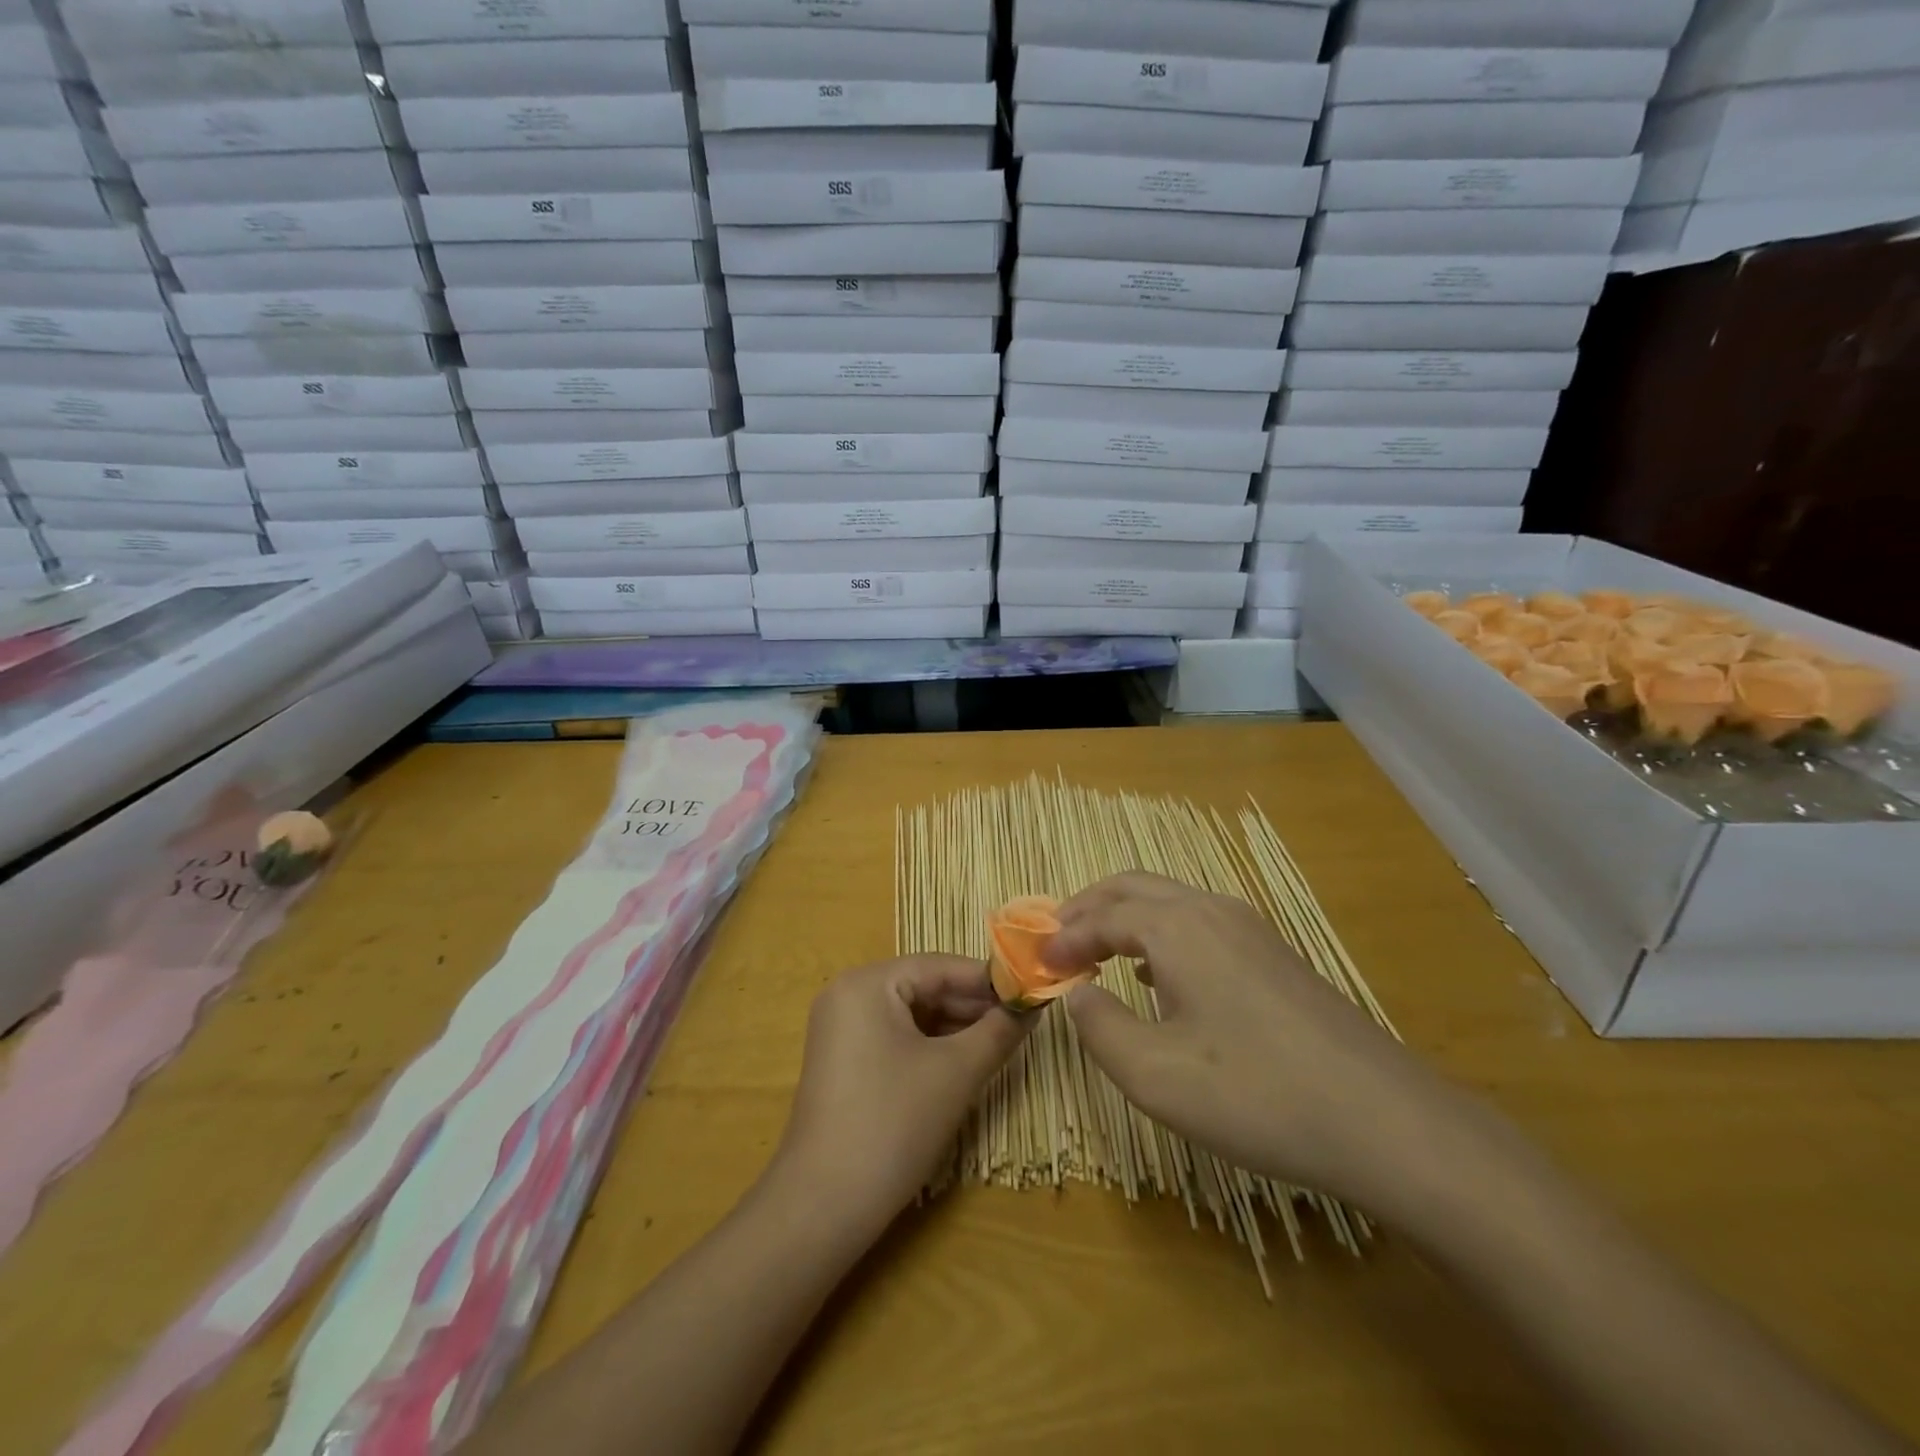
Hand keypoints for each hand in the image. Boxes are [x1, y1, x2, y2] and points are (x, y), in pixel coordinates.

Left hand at [772, 954, 1028, 1230]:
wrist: (823, 1206)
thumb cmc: (893, 1124)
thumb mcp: (956, 1073)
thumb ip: (999, 1031)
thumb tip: (1033, 1003)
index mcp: (868, 983)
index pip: (940, 966)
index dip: (989, 980)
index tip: (1031, 992)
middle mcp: (849, 994)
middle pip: (925, 987)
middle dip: (974, 1006)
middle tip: (1022, 1022)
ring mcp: (842, 1029)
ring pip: (913, 1015)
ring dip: (957, 1028)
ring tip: (1002, 1042)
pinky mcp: (844, 1061)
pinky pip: (896, 1038)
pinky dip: (931, 1047)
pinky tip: (965, 1062)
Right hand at [1046, 873, 1476, 1214]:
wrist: (1384, 1119)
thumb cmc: (1256, 1095)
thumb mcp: (1155, 1075)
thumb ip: (1100, 1027)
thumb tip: (1077, 993)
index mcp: (1177, 928)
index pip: (1101, 916)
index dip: (1063, 938)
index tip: (1037, 965)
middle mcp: (1211, 910)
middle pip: (1133, 887)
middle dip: (1088, 907)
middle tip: (1056, 941)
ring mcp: (1249, 927)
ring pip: (1168, 900)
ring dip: (1124, 917)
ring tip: (1096, 953)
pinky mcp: (1273, 952)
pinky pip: (1198, 921)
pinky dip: (1159, 931)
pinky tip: (1157, 974)